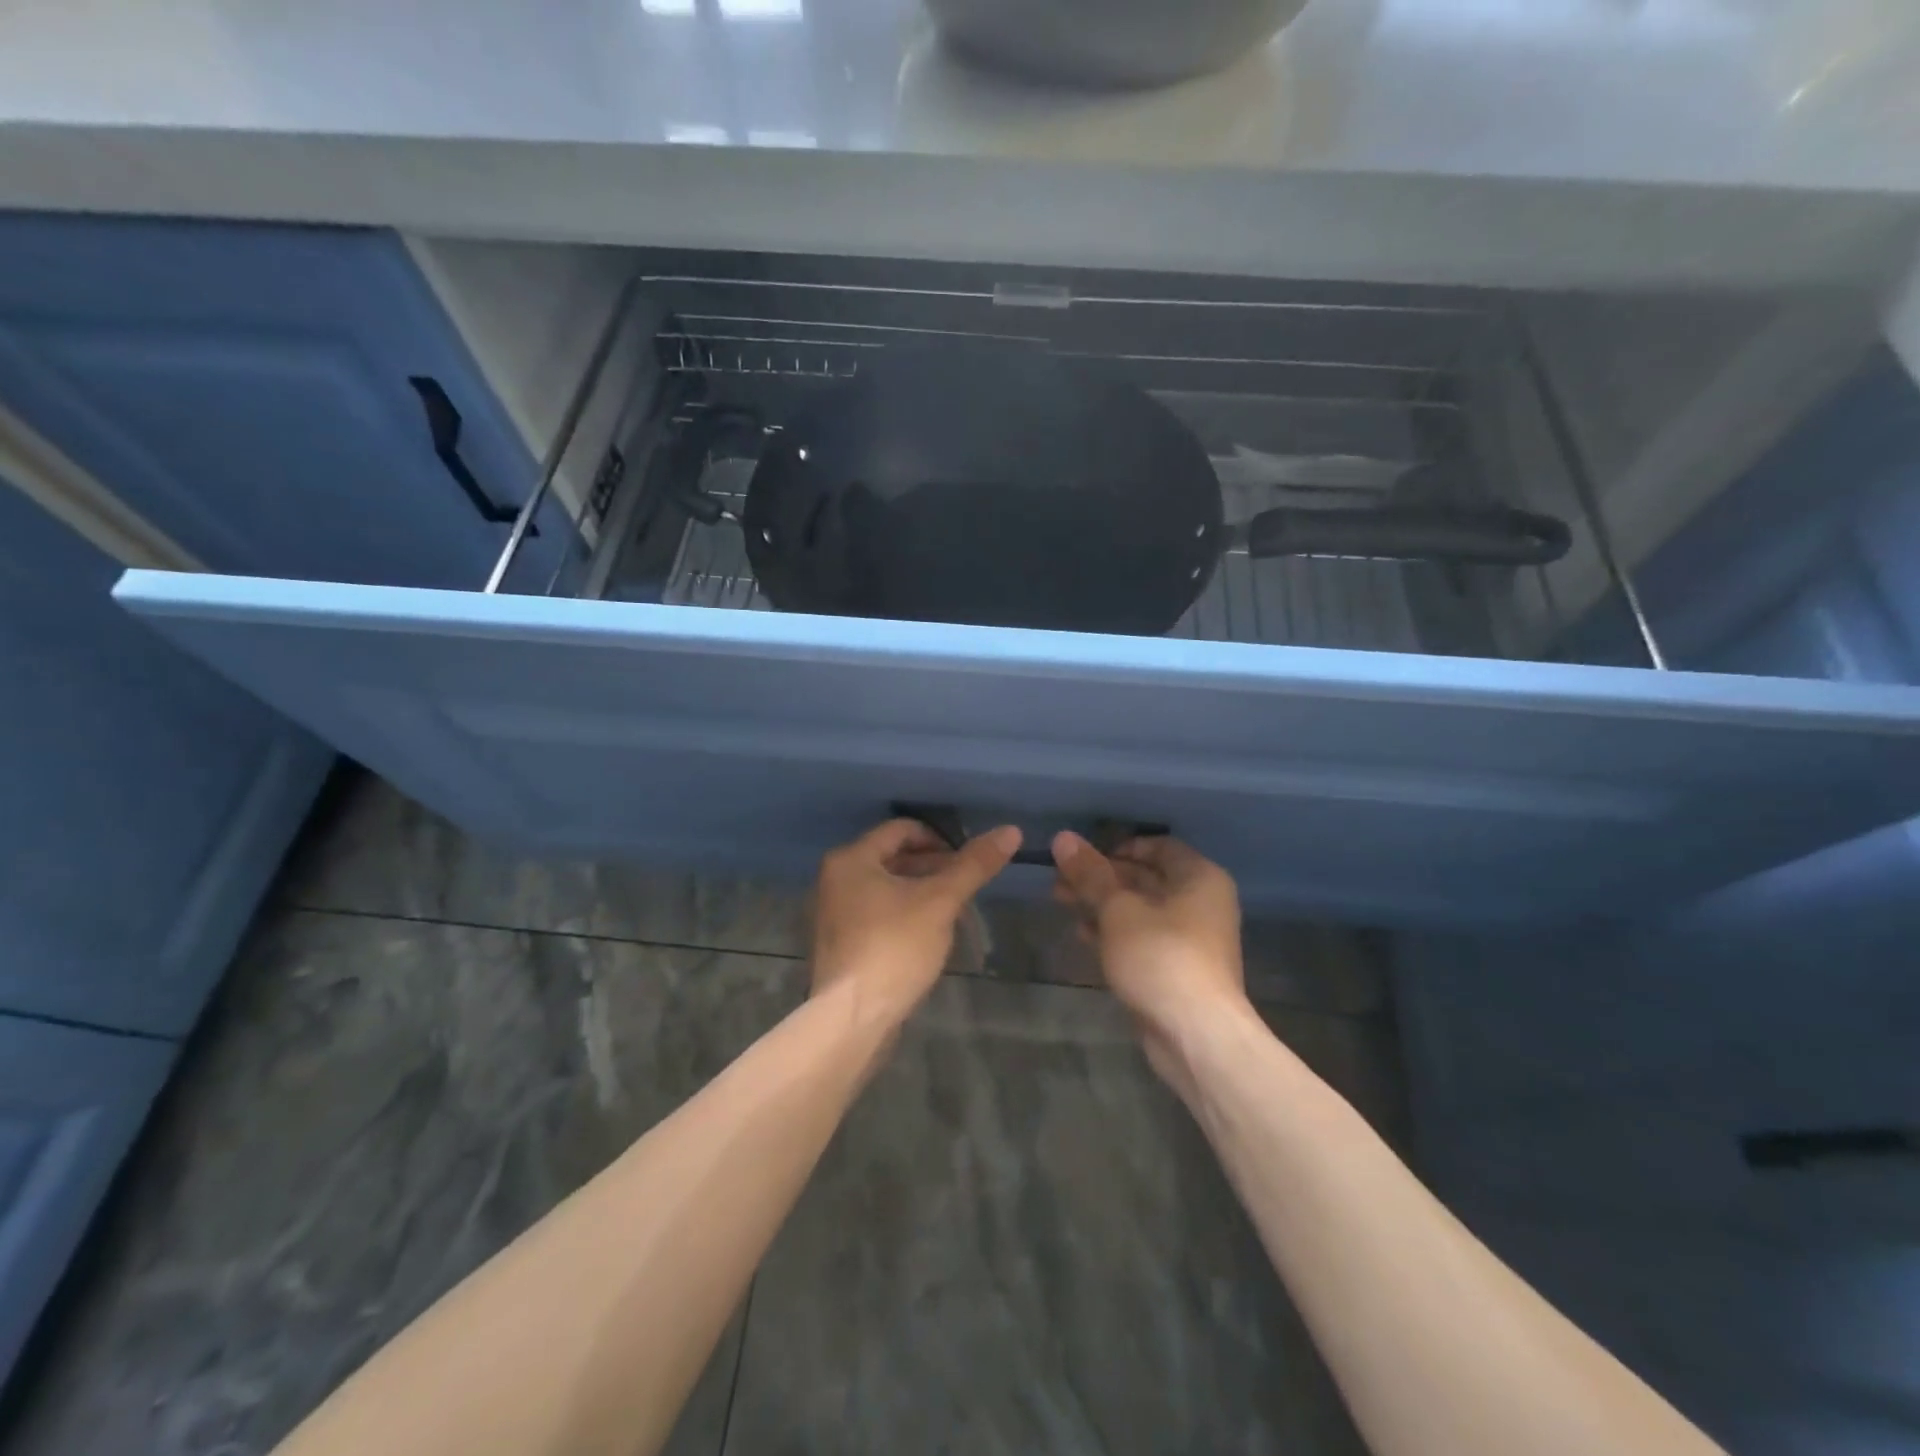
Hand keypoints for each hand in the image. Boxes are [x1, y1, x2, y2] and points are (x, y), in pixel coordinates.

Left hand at [810, 818, 1021, 1028]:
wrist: (852, 1018)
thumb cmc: (894, 947)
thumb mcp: (940, 901)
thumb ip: (973, 865)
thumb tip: (1010, 831)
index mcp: (851, 859)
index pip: (901, 830)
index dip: (939, 839)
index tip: (967, 860)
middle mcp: (834, 879)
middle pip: (892, 858)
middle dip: (932, 868)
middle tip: (965, 885)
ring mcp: (833, 913)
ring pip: (886, 888)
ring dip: (920, 892)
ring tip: (953, 911)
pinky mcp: (839, 944)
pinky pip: (876, 913)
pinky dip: (903, 914)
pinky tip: (928, 936)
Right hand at [1051, 833, 1253, 1097]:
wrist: (1196, 1035)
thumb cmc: (1161, 957)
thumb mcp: (1118, 909)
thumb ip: (1090, 874)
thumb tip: (1063, 837)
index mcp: (1199, 877)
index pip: (1158, 846)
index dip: (1118, 847)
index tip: (1083, 856)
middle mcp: (1201, 902)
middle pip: (1145, 877)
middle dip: (1101, 877)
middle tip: (1059, 880)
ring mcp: (1191, 939)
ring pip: (1140, 909)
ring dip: (1101, 904)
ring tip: (1061, 901)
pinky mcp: (1177, 968)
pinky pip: (1142, 938)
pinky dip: (1114, 932)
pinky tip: (1082, 935)